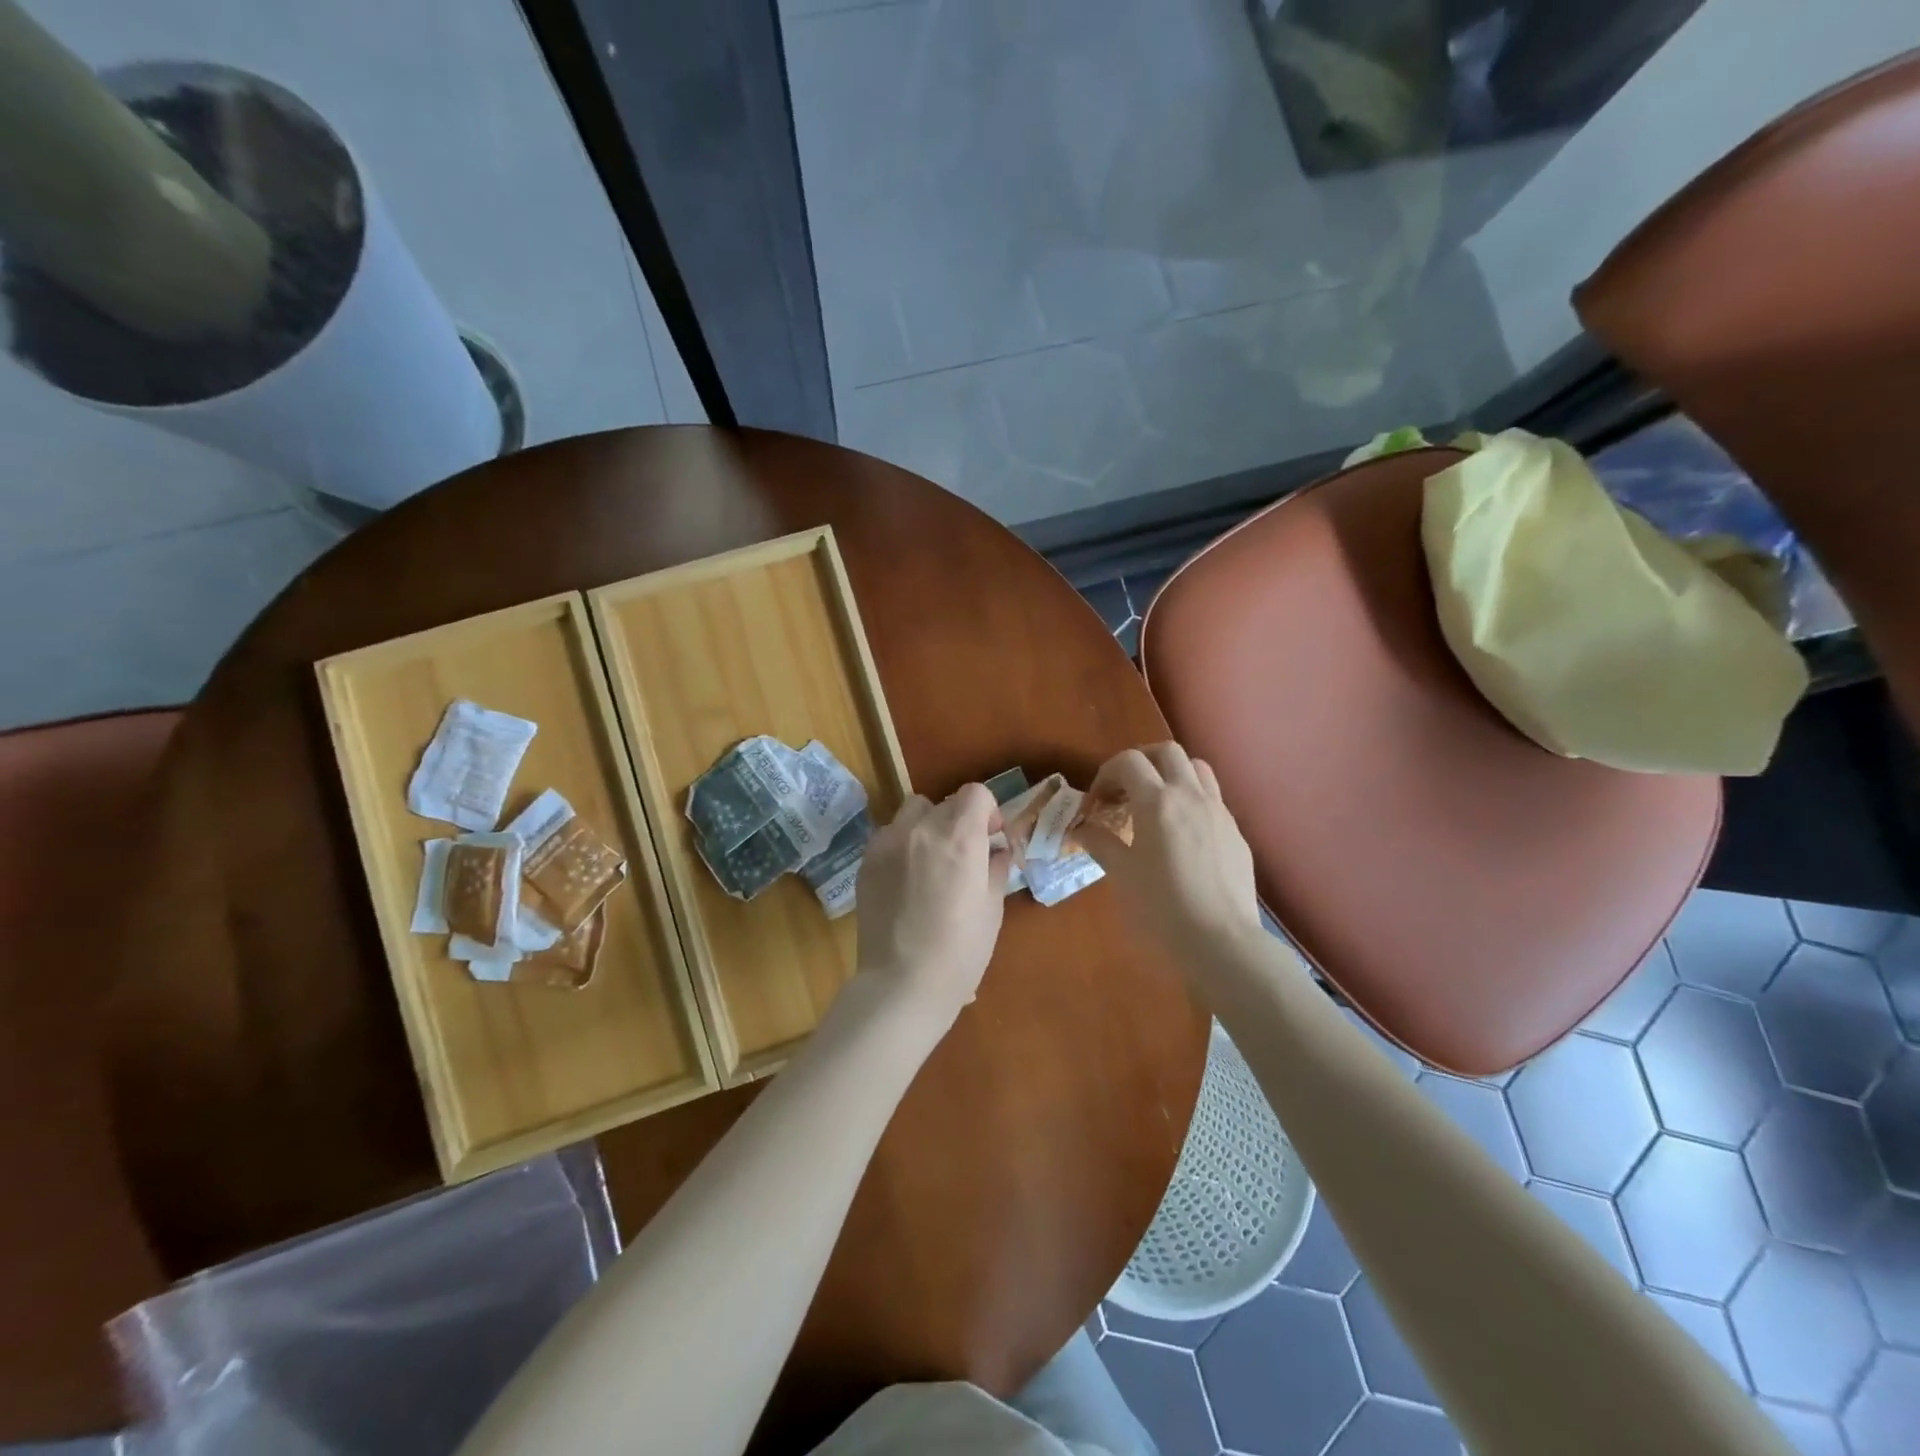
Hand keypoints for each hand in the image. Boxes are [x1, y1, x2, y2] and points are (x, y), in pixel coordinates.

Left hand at [854, 784, 1010, 1024]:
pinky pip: (889, 835)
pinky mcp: (866, 861)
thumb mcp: (992, 909)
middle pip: (945, 803)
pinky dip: (902, 844)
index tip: (990, 838)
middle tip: (963, 856)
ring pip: (912, 812)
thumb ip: (996, 868)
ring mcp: (888, 842)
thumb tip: (996, 850)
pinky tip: (906, 879)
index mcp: (960, 837)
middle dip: (959, 821)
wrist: (902, 983)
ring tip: (931, 862)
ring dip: (927, 826)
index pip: (975, 793)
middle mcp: (921, 829)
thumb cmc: (960, 951)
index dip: (988, 811)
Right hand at [1076, 744, 1261, 961]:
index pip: (1128, 762)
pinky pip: (1213, 798)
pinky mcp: (1236, 833)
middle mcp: (1191, 796)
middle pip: (1167, 752)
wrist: (1222, 942)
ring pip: (1197, 768)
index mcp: (1158, 802)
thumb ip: (1100, 843)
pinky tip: (1182, 833)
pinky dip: (1192, 799)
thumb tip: (1080, 828)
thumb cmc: (1161, 909)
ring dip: (1172, 773)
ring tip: (1156, 802)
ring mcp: (1219, 812)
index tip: (1097, 801)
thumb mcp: (1121, 875)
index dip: (1106, 773)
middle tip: (1125, 789)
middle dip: (1141, 762)